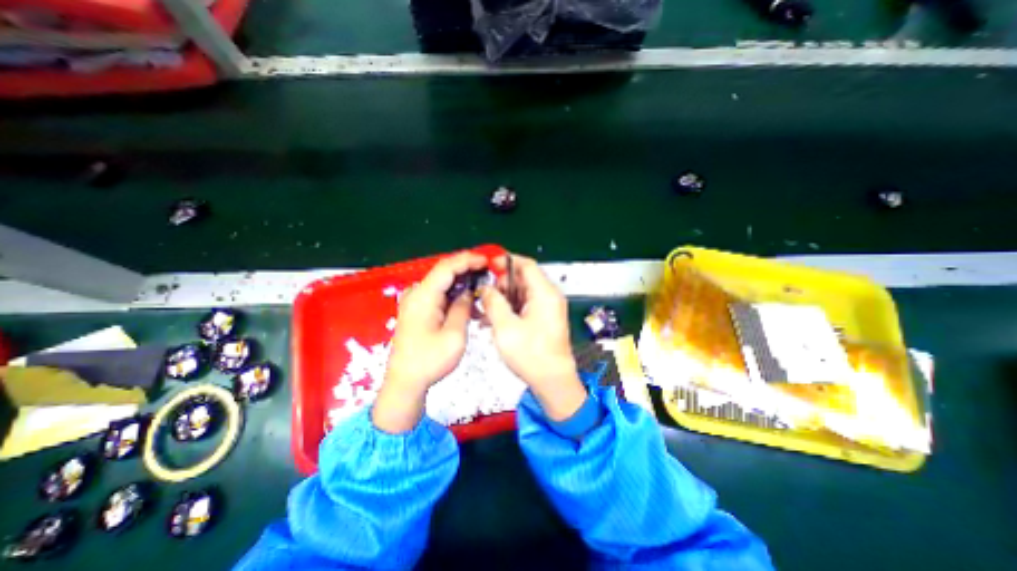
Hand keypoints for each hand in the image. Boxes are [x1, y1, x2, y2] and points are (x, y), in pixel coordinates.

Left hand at [372, 251, 487, 432]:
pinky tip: (468, 306)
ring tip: (482, 291)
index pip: (447, 267)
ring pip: (443, 284)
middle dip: (467, 270)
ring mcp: (415, 302)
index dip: (468, 260)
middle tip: (488, 274)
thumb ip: (462, 308)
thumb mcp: (454, 335)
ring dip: (462, 285)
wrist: (405, 382)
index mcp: (423, 296)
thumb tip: (468, 292)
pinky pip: (439, 295)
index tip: (486, 261)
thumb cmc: (429, 361)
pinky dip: (454, 296)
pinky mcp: (417, 310)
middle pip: (444, 273)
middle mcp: (416, 294)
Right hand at [482, 254, 587, 418]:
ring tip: (486, 310)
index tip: (488, 266)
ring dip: (504, 298)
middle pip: (524, 278)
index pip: (526, 264)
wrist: (553, 381)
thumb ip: (493, 302)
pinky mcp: (545, 318)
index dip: (506, 261)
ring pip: (522, 292)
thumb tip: (485, 288)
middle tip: (486, 296)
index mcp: (545, 293)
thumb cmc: (531, 355)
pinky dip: (510, 308)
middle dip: (502, 284)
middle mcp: (549, 296)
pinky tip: (494, 319)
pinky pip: (525, 305)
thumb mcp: (505, 327)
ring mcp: (548, 308)